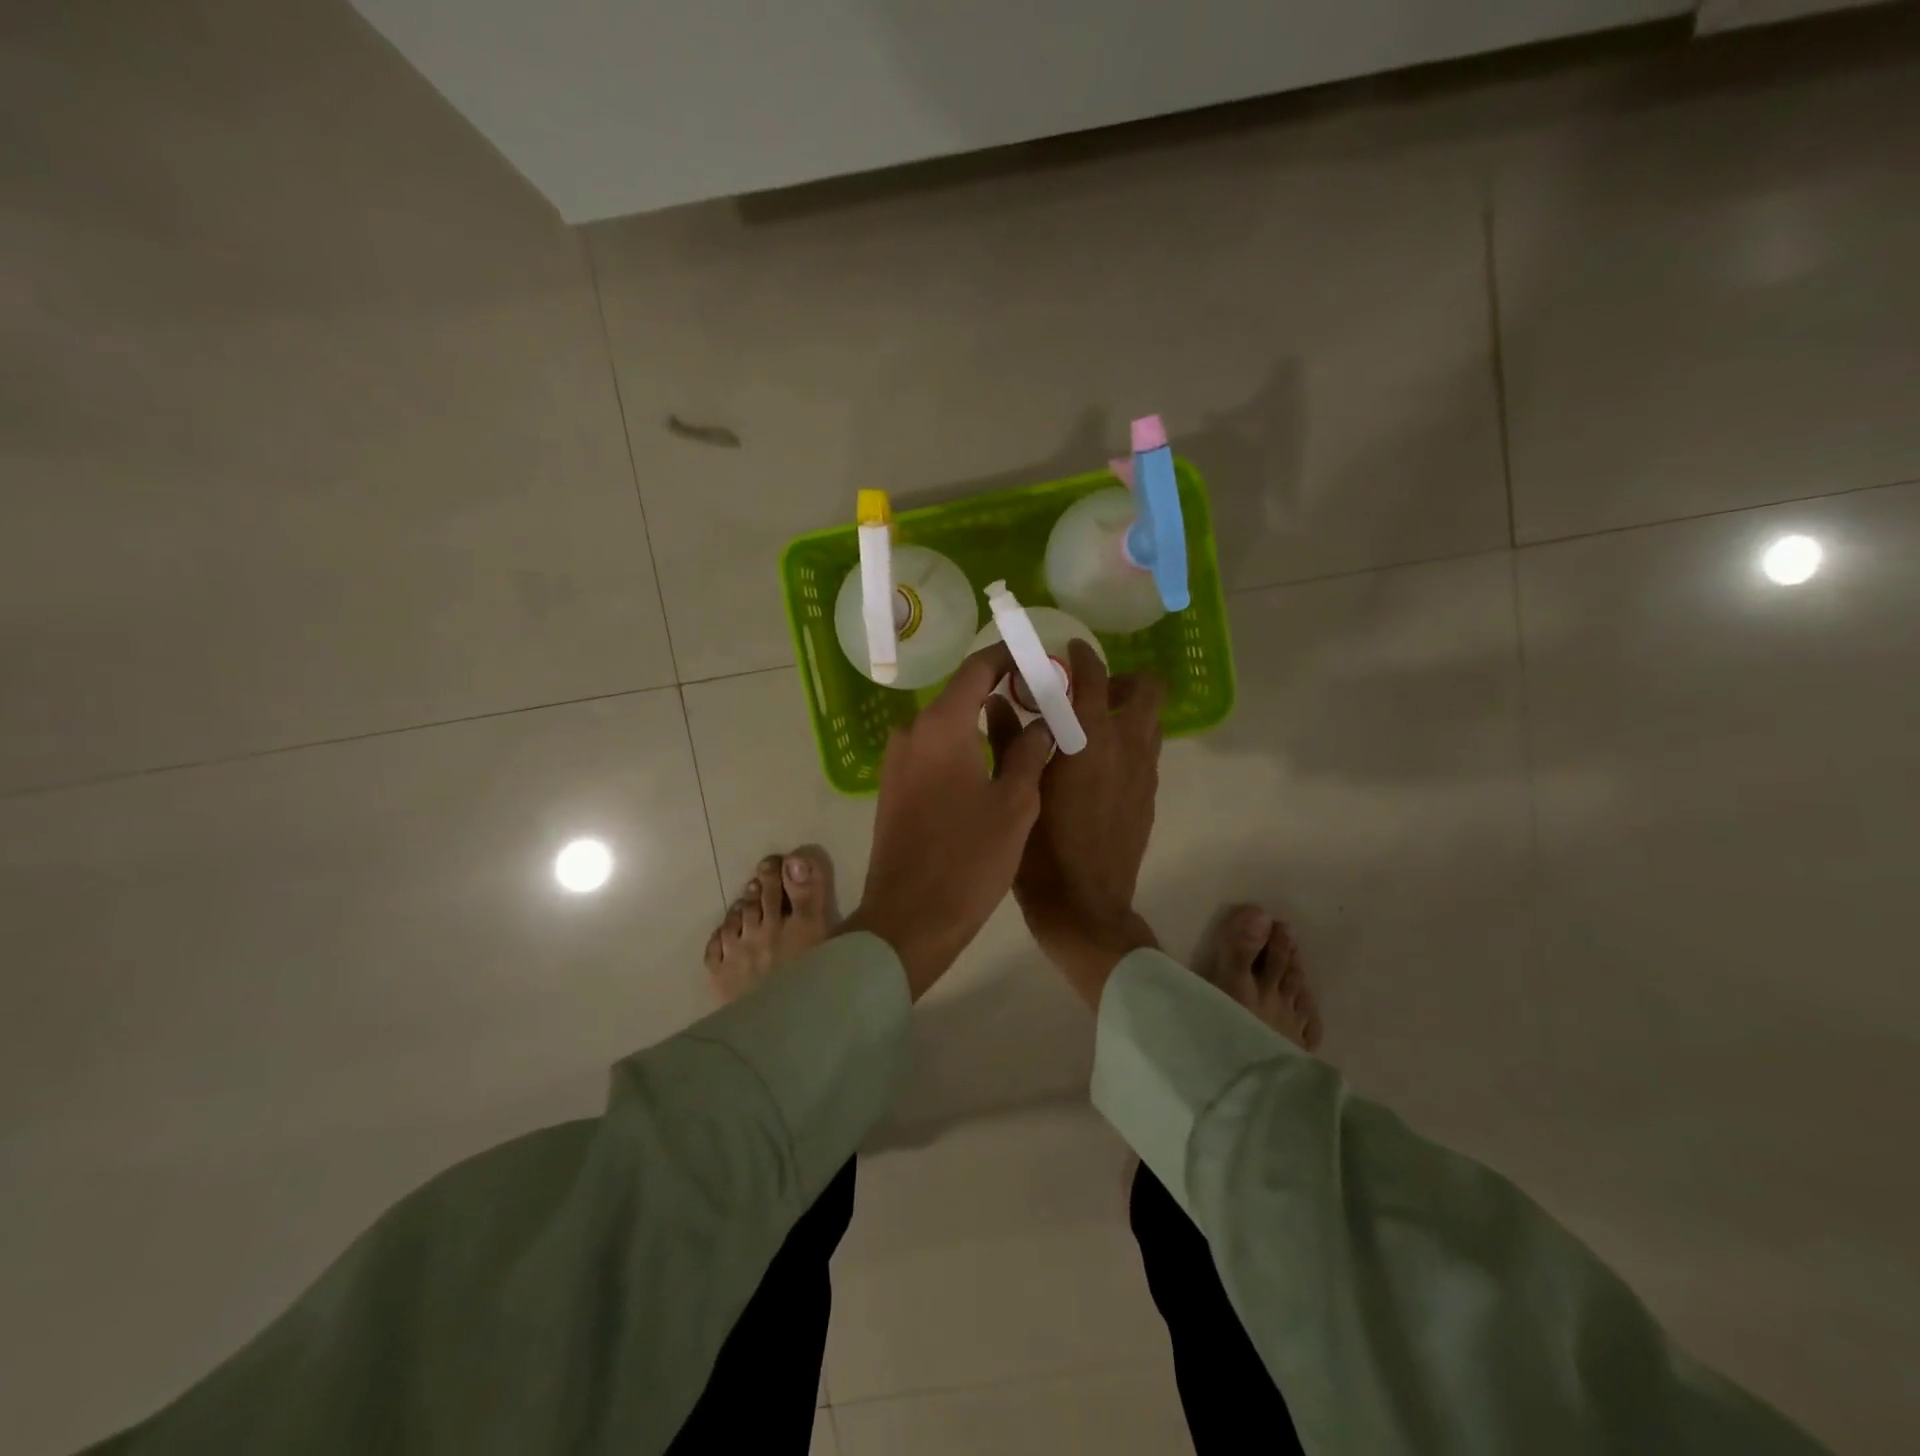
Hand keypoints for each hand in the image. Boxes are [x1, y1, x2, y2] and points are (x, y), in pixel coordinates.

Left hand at [840, 643, 1054, 999]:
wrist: (907, 920)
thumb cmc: (968, 860)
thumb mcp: (1014, 805)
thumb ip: (1030, 754)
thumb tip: (1043, 723)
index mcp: (941, 726)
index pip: (977, 669)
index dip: (1009, 657)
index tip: (1039, 658)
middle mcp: (912, 732)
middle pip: (959, 695)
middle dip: (1000, 691)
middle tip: (1042, 700)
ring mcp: (897, 761)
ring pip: (946, 726)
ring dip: (981, 722)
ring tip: (1024, 732)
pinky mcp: (893, 787)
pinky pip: (932, 751)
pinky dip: (962, 747)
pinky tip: (990, 766)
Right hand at [993, 640, 1164, 1008]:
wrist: (1085, 907)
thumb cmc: (1042, 849)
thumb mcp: (1016, 790)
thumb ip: (1008, 740)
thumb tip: (998, 703)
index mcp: (1091, 740)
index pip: (1095, 677)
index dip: (1084, 656)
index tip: (1069, 650)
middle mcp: (1127, 748)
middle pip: (1148, 690)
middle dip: (1122, 680)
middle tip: (1088, 692)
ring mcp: (1145, 774)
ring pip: (1150, 723)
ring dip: (1127, 712)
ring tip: (1089, 728)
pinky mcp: (1149, 798)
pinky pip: (1145, 754)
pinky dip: (1127, 744)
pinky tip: (1095, 768)